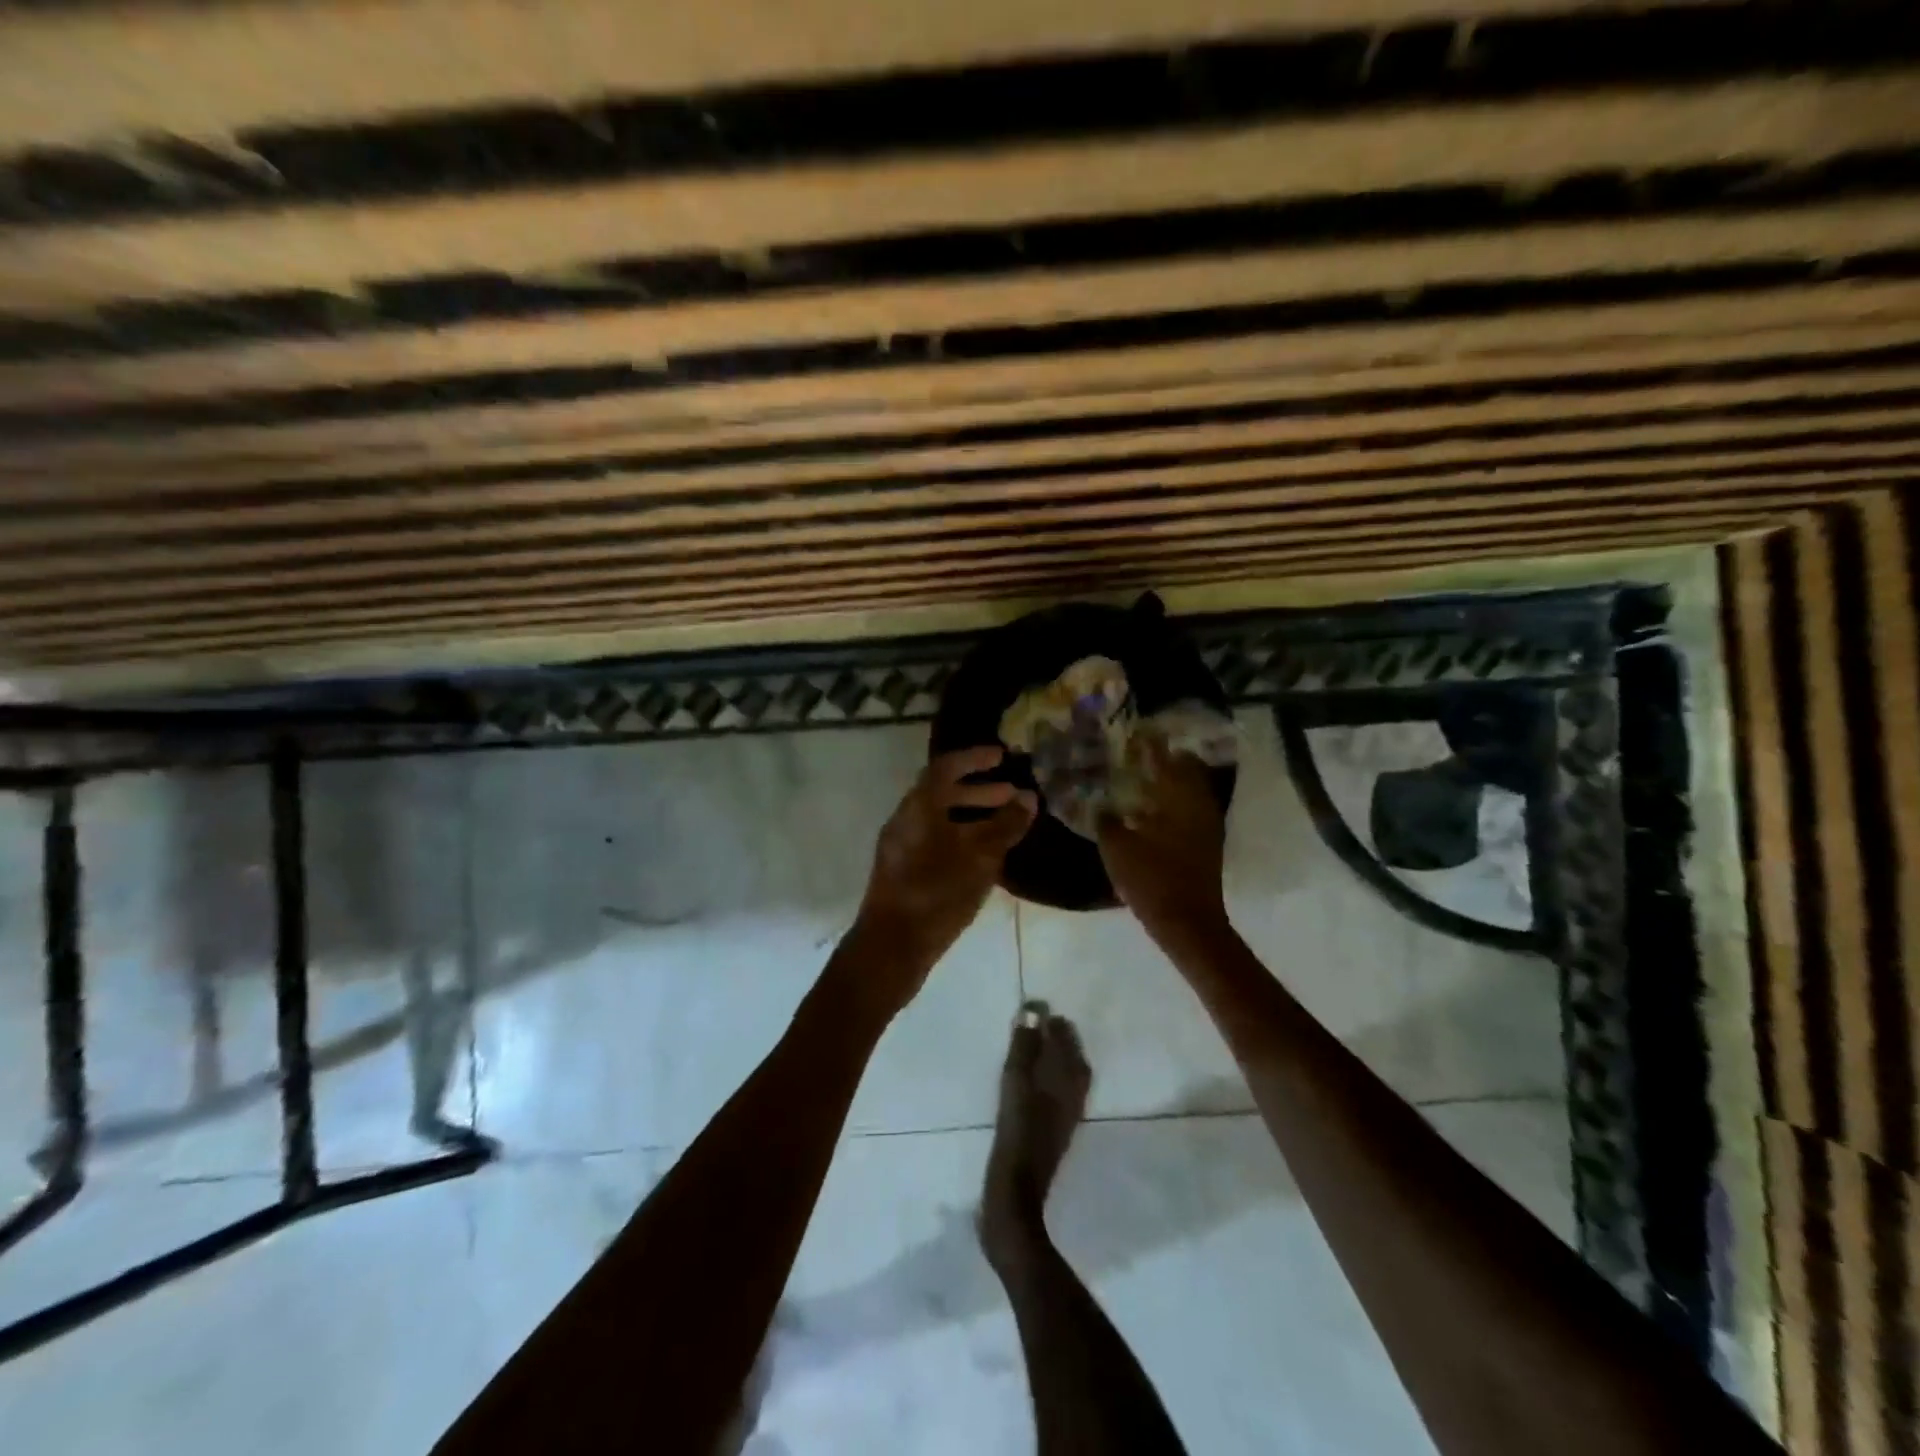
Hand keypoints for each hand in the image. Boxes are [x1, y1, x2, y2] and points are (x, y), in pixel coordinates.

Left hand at [850, 747, 1037, 1008]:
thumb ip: (1005, 826)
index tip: (1002, 756)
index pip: (946, 767)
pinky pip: (936, 841)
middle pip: (942, 792)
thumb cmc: (936, 894)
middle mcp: (906, 820)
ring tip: (1005, 828)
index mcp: (918, 807)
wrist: (891, 947)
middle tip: (1012, 795)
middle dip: (979, 790)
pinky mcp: (903, 871)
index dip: (975, 758)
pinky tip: (985, 858)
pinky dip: (961, 837)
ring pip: (940, 819)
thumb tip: (1028, 798)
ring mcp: (901, 847)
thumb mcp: (979, 858)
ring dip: (972, 816)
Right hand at [1097, 741, 1229, 949]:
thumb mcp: (1117, 848)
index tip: (1138, 731)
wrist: (1187, 923)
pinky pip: (1190, 810)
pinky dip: (1173, 804)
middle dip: (1166, 759)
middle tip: (1140, 754)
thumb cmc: (1152, 880)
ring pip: (1191, 791)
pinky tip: (1152, 811)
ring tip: (1143, 779)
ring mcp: (1207, 826)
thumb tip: (1100, 805)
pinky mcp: (1206, 844)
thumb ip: (1107, 820)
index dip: (1151, 744)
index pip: (1166, 759)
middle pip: (1187, 770)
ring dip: (1170, 782)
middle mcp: (1199, 805)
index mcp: (1179, 799)